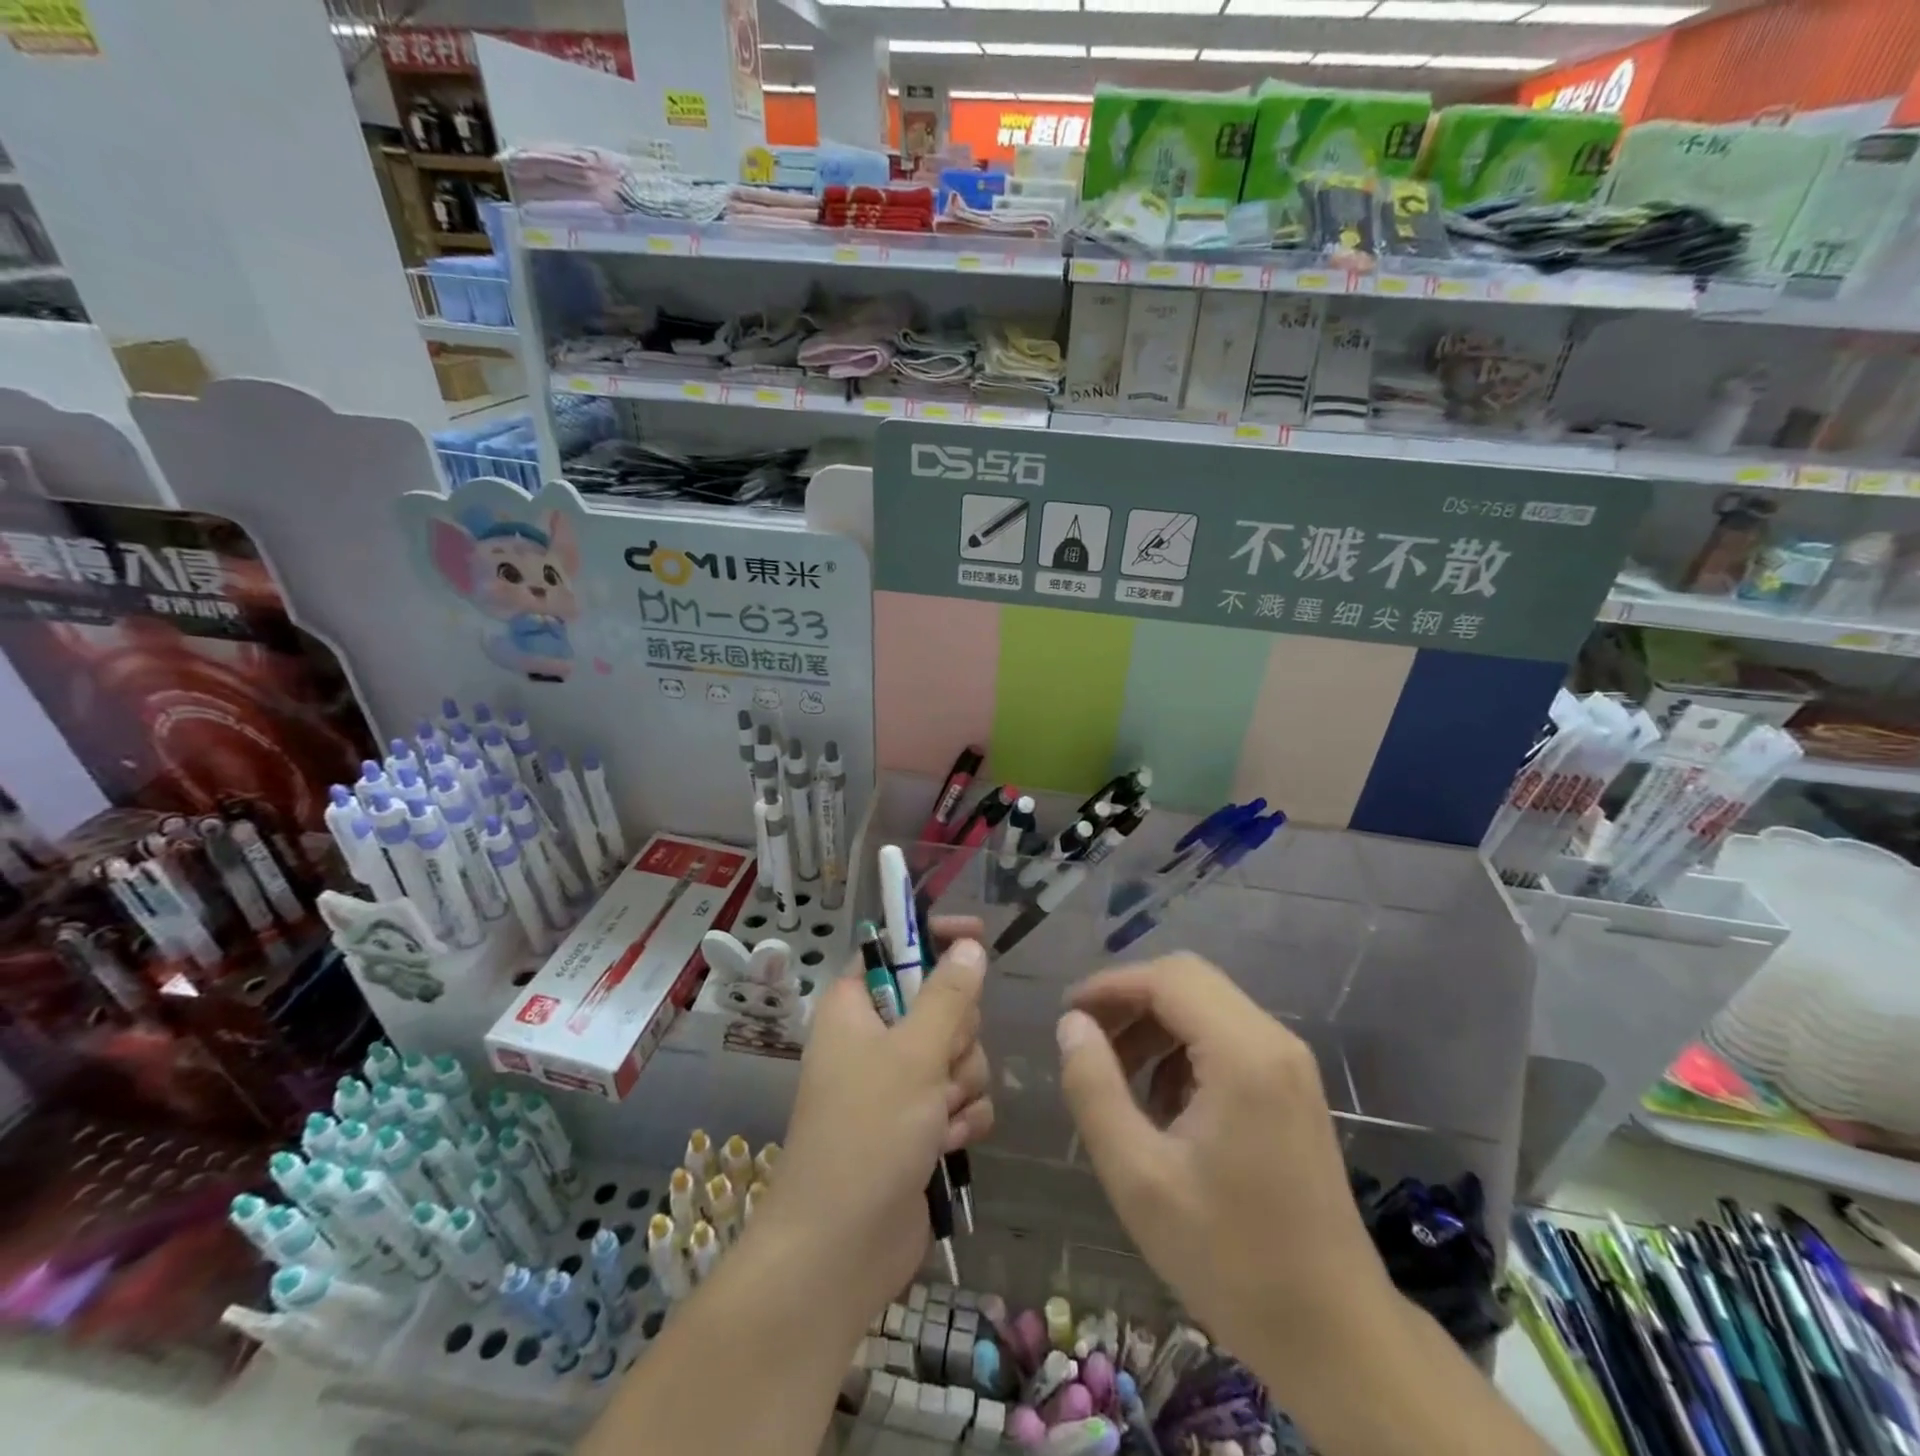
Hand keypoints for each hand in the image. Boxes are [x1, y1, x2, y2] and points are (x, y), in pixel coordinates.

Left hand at [768, 917, 993, 1339]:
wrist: (841, 1249)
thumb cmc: (867, 1132)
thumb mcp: (913, 1053)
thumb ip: (949, 995)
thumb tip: (969, 946)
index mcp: (856, 1006)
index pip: (896, 949)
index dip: (935, 939)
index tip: (975, 936)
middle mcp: (875, 1039)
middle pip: (942, 1004)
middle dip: (957, 1036)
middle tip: (940, 1064)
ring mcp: (898, 1085)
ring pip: (960, 1054)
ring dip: (962, 1084)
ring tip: (938, 1116)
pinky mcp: (919, 1126)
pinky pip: (962, 1099)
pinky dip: (962, 1119)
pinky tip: (946, 1145)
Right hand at [1056, 955, 1392, 1360]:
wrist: (1336, 1335)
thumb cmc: (1230, 1258)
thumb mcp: (1139, 1177)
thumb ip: (1095, 1089)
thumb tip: (1072, 1024)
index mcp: (1243, 1054)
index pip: (1167, 979)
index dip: (1110, 986)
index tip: (1067, 1015)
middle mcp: (1274, 1041)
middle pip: (1189, 981)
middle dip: (1131, 1001)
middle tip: (1088, 1041)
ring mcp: (1290, 1063)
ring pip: (1208, 1006)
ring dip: (1155, 1026)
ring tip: (1117, 1078)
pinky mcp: (1293, 1087)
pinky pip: (1228, 1037)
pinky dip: (1184, 1049)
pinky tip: (1163, 1104)